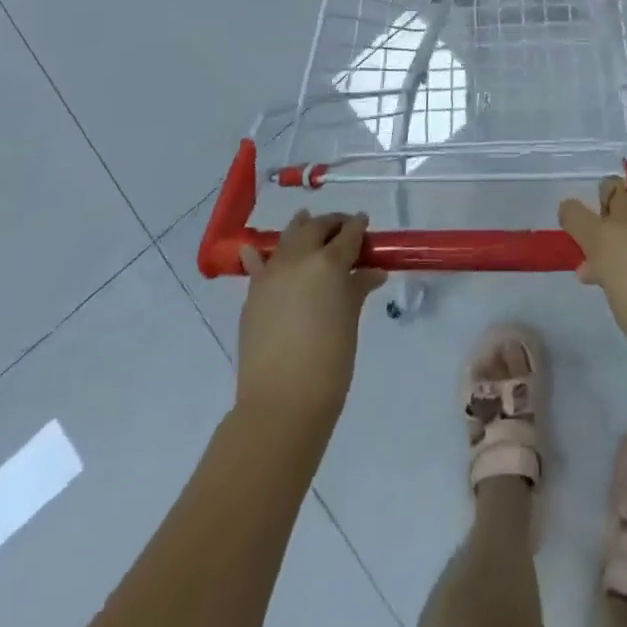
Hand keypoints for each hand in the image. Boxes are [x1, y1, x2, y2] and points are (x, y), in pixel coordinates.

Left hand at [236, 211, 384, 430]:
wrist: (281, 402)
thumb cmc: (329, 362)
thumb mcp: (350, 321)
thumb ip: (358, 289)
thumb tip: (373, 272)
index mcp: (329, 263)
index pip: (348, 234)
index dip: (358, 226)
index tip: (364, 223)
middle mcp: (299, 259)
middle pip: (316, 228)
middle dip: (331, 223)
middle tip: (343, 229)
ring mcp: (272, 274)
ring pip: (287, 237)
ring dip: (300, 228)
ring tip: (307, 223)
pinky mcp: (253, 293)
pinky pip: (256, 264)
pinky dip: (260, 254)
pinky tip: (257, 249)